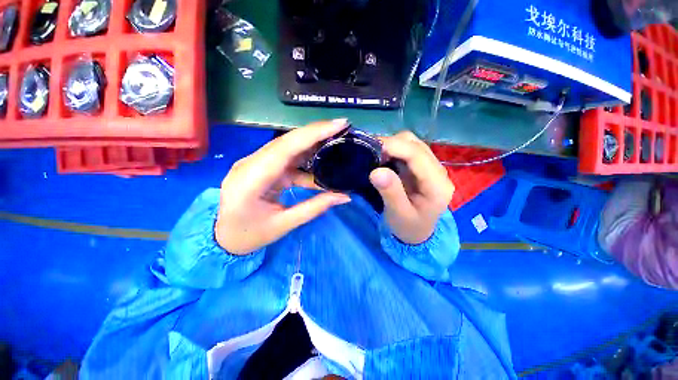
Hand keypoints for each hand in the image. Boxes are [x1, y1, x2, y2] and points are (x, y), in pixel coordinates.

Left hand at [216, 119, 351, 254]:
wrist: (223, 238)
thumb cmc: (249, 235)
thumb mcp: (284, 224)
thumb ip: (315, 208)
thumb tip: (345, 196)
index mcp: (250, 179)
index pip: (285, 148)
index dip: (312, 134)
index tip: (338, 124)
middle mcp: (250, 164)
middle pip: (287, 142)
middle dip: (316, 133)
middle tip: (342, 127)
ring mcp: (255, 164)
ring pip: (288, 148)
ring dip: (312, 144)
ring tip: (336, 141)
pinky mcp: (262, 168)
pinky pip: (287, 159)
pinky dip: (305, 160)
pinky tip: (321, 162)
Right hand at [369, 131, 453, 243]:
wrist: (417, 233)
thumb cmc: (408, 227)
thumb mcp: (398, 214)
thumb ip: (390, 192)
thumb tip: (376, 171)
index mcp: (437, 185)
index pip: (417, 155)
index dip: (394, 147)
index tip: (370, 148)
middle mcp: (438, 172)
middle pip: (415, 145)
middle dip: (391, 144)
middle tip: (369, 153)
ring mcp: (430, 167)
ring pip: (412, 144)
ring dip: (392, 145)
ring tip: (375, 155)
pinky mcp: (421, 167)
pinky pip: (407, 150)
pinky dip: (393, 150)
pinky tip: (382, 158)